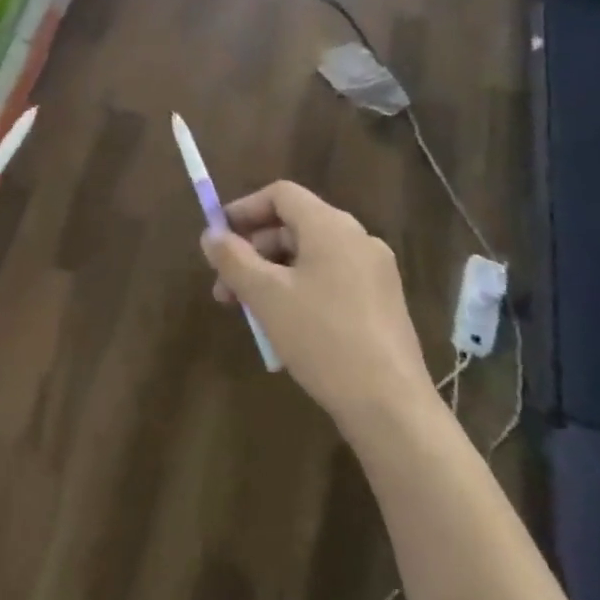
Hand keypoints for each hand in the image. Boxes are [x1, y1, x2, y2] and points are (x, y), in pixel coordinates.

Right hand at [200, 181, 437, 443]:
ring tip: (249, 313)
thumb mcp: (265, 296)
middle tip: (225, 288)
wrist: (389, 404)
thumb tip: (210, 234)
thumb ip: (233, 258)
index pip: (281, 195)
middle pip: (293, 226)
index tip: (217, 237)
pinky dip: (298, 291)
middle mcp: (358, 239)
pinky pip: (330, 280)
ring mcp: (375, 272)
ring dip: (272, 275)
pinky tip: (284, 328)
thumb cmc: (321, 337)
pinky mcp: (382, 303)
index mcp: (331, 227)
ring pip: (310, 257)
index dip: (244, 209)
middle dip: (252, 252)